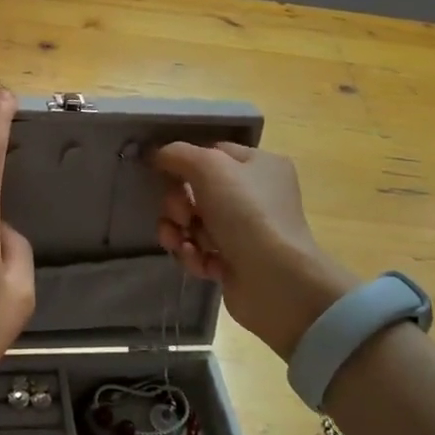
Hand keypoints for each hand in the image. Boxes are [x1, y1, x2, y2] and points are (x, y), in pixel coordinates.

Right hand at [152, 142, 360, 360]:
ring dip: (179, 232)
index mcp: (260, 165)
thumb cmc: (246, 213)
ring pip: (194, 223)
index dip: (185, 162)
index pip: (212, 153)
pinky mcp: (236, 263)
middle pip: (198, 190)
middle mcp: (256, 196)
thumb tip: (158, 155)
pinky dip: (194, 255)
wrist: (276, 281)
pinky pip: (201, 251)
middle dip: (178, 204)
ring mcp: (247, 232)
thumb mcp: (209, 167)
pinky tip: (198, 261)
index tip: (162, 173)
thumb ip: (178, 154)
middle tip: (181, 216)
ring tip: (180, 242)